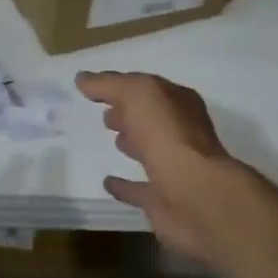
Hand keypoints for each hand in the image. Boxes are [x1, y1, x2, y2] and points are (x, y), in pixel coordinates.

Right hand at [76, 70, 241, 265]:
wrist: (194, 194)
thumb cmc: (167, 134)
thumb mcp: (137, 94)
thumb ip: (109, 84)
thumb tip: (83, 78)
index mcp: (179, 103)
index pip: (148, 88)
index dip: (123, 85)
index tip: (95, 88)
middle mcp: (181, 132)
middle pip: (151, 118)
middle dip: (131, 113)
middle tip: (107, 115)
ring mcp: (175, 166)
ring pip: (150, 149)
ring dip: (133, 143)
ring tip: (112, 139)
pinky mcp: (164, 198)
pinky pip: (139, 188)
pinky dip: (124, 185)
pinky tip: (107, 182)